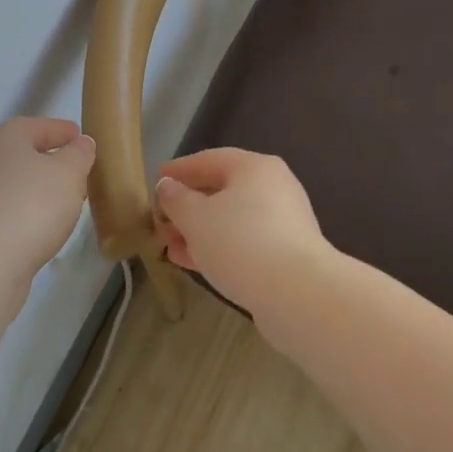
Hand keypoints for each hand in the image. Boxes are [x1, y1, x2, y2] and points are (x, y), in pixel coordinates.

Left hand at [0, 118, 95, 286]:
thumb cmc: (32, 205)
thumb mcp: (68, 174)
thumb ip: (79, 155)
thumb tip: (81, 143)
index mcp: (5, 139)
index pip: (36, 126)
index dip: (60, 130)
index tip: (80, 137)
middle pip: (20, 154)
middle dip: (47, 160)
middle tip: (75, 170)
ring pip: (11, 183)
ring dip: (35, 188)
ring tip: (63, 201)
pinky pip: (5, 210)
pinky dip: (24, 212)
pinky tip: (41, 225)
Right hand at [153, 148, 331, 315]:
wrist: (296, 292)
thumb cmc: (240, 241)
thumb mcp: (196, 217)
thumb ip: (177, 199)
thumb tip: (168, 186)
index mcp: (255, 167)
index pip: (211, 159)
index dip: (180, 169)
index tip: (157, 179)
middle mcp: (274, 188)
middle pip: (223, 190)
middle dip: (188, 206)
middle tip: (160, 219)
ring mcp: (283, 222)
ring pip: (232, 220)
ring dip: (199, 231)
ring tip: (169, 245)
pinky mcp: (285, 254)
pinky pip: (243, 243)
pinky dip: (217, 248)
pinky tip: (192, 262)